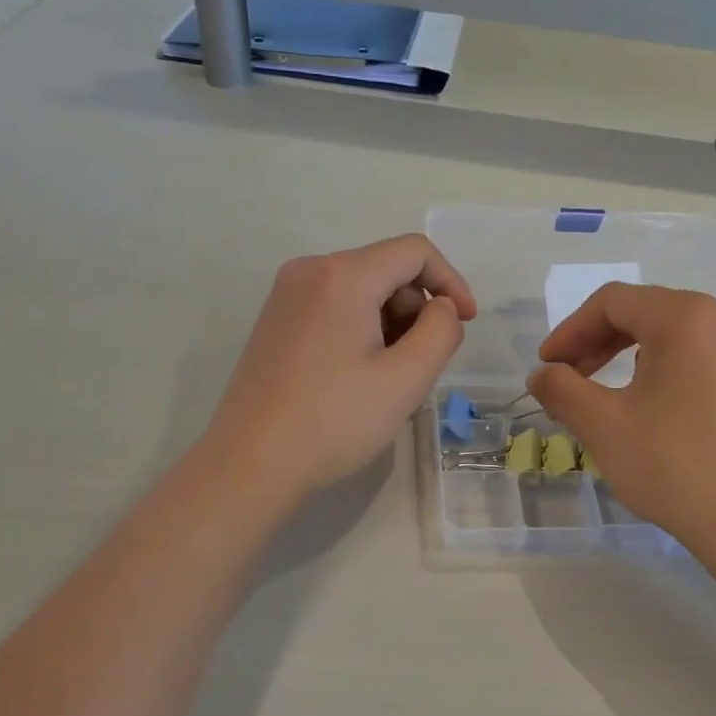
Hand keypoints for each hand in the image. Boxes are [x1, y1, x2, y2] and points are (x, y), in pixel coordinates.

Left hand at [206, 235, 476, 504]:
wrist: (251, 464)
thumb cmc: (334, 422)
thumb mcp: (405, 380)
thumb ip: (440, 332)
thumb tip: (440, 308)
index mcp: (342, 276)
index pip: (415, 251)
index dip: (451, 282)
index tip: (465, 324)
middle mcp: (309, 271)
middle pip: (386, 270)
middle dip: (416, 310)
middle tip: (420, 367)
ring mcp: (286, 296)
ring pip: (361, 291)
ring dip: (390, 324)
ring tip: (388, 379)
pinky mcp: (275, 322)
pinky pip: (334, 308)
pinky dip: (361, 331)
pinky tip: (358, 378)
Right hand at [526, 285, 715, 550]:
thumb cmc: (674, 466)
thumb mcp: (603, 425)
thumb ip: (562, 390)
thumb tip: (541, 375)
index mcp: (687, 318)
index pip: (612, 303)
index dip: (570, 331)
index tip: (547, 367)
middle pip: (646, 314)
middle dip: (598, 344)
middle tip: (569, 380)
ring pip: (676, 340)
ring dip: (631, 360)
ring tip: (608, 401)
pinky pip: (703, 364)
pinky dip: (666, 377)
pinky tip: (656, 416)